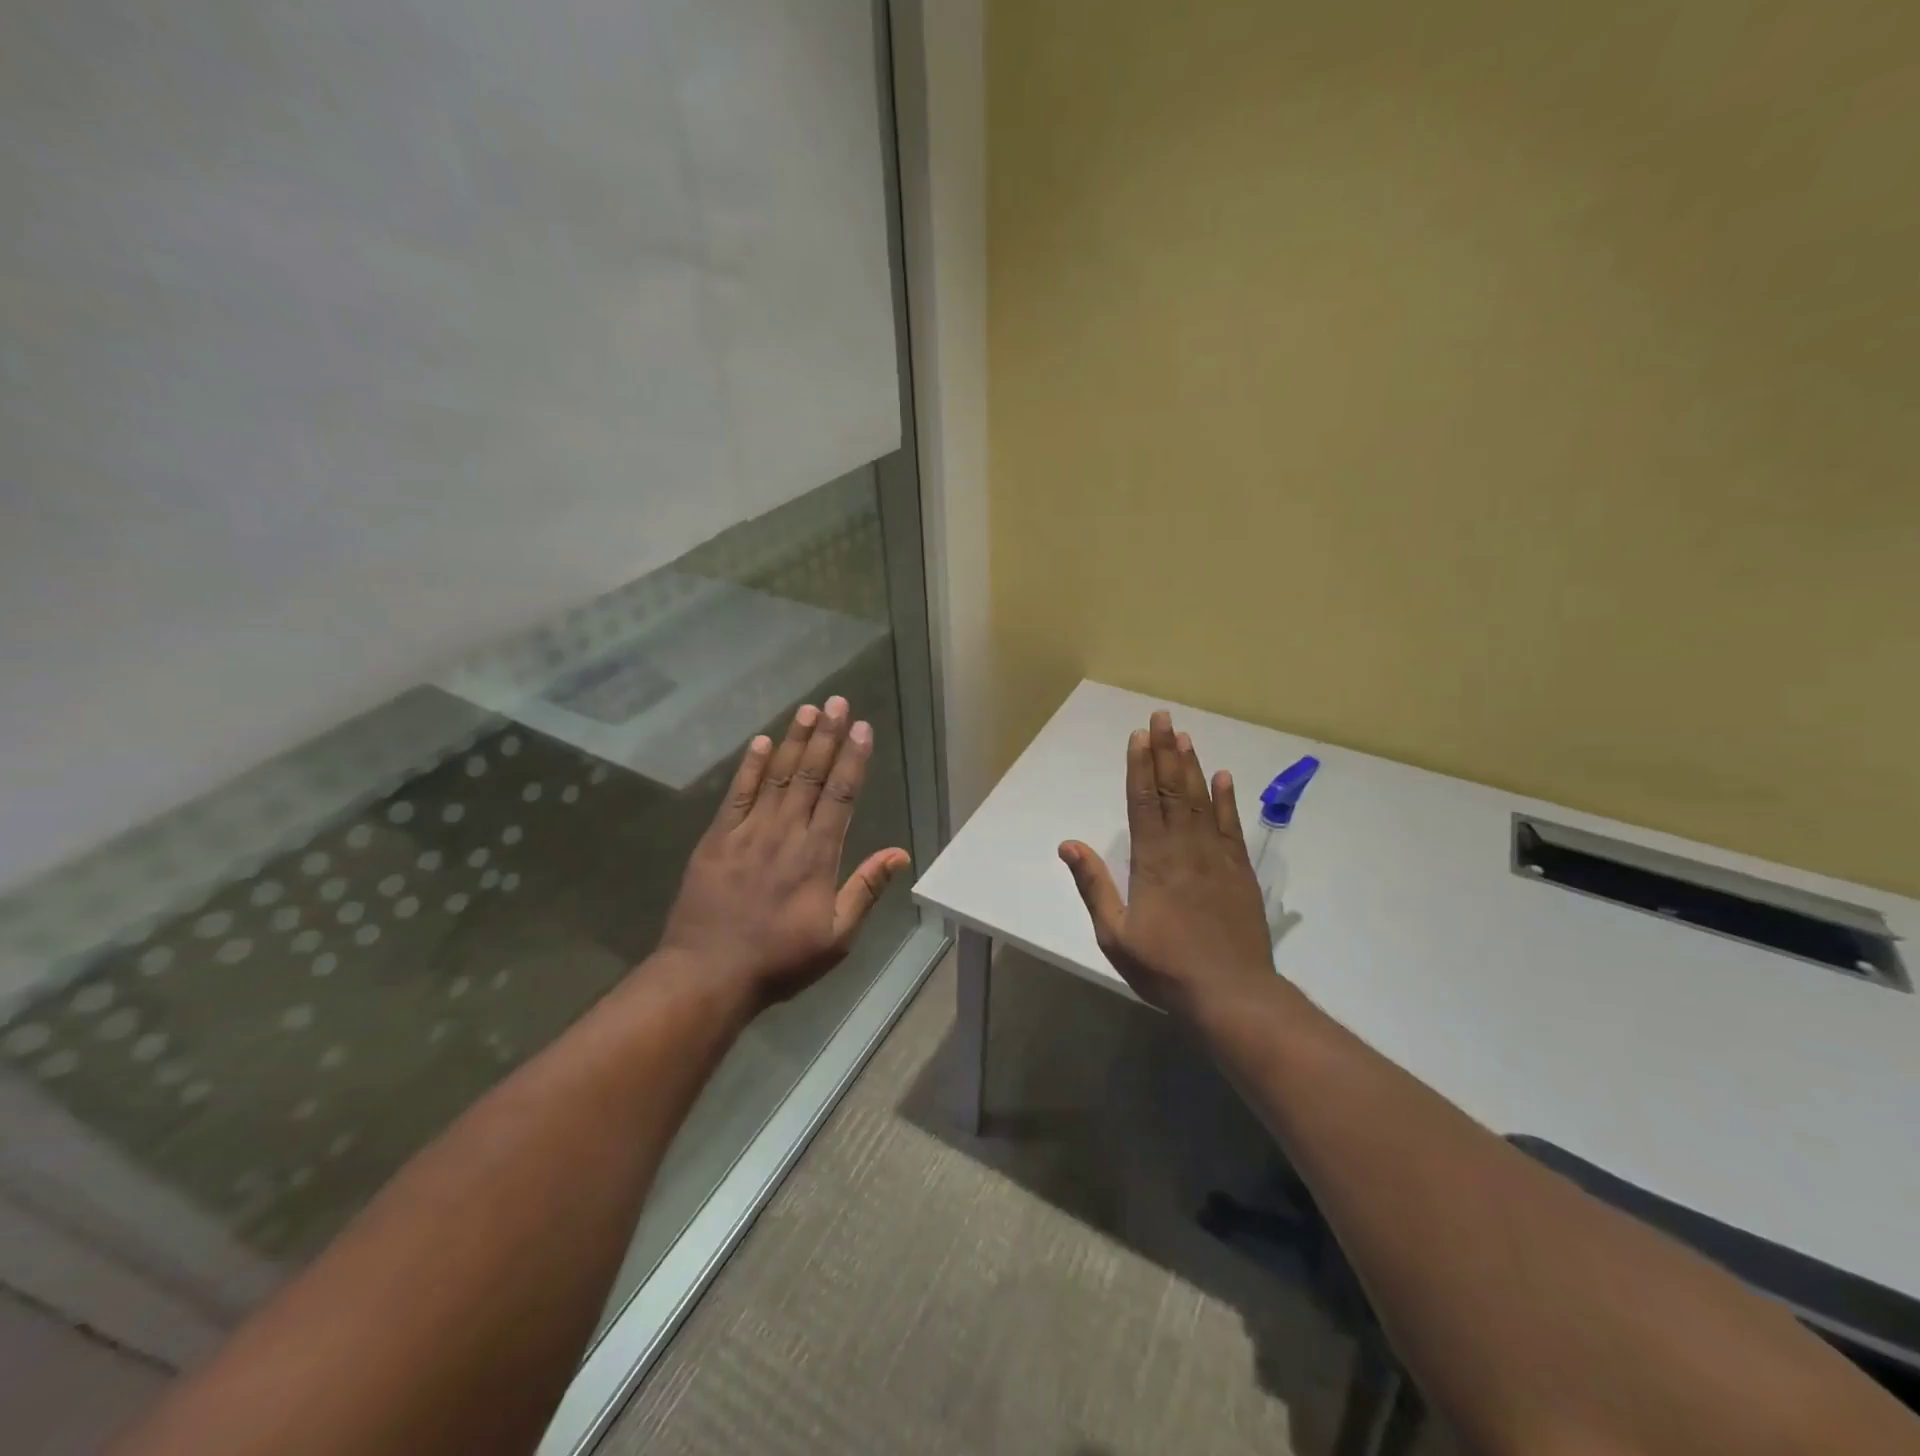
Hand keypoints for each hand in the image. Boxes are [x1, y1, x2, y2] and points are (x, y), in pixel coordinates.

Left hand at [660, 696, 910, 1006]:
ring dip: (794, 741)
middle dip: (826, 735)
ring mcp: (749, 831)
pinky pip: (738, 793)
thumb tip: (899, 853)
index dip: (853, 758)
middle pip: (811, 774)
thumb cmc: (780, 959)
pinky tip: (762, 742)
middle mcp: (786, 832)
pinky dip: (751, 766)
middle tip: (837, 702)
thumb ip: (865, 889)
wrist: (708, 973)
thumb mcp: (837, 936)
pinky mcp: (718, 837)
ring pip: (778, 776)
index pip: (841, 795)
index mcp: (818, 855)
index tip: (862, 727)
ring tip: (808, 710)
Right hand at [1059, 710, 1281, 1021]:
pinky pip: (1230, 826)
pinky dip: (1226, 799)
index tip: (1138, 736)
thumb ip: (1093, 885)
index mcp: (1151, 860)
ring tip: (1184, 735)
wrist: (1231, 993)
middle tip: (1162, 717)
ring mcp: (1216, 856)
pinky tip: (1223, 777)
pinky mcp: (1240, 871)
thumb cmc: (1165, 966)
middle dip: (1164, 752)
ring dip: (1191, 766)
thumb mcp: (1114, 934)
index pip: (1142, 801)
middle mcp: (1184, 847)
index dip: (1139, 766)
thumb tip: (1067, 844)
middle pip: (1172, 790)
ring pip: (1201, 800)